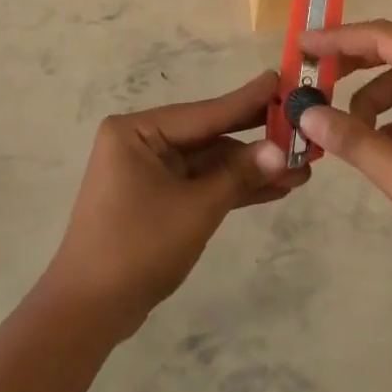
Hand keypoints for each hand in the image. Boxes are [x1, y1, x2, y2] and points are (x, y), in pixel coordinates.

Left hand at [41, 70, 303, 337]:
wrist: (89, 311)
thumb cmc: (138, 247)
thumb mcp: (196, 208)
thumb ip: (238, 175)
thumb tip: (281, 150)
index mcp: (137, 132)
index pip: (205, 112)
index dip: (248, 101)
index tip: (282, 80)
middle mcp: (142, 143)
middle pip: (210, 136)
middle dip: (256, 139)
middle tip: (302, 127)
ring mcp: (149, 172)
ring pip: (210, 163)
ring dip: (251, 169)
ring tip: (302, 170)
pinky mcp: (158, 199)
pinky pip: (201, 184)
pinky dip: (232, 188)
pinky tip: (275, 189)